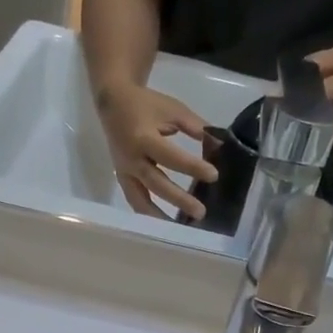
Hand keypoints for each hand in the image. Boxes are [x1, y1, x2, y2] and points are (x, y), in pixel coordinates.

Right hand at [95, 80, 216, 218]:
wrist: (112, 103)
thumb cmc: (147, 105)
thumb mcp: (173, 110)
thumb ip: (196, 128)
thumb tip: (219, 145)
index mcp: (144, 138)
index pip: (171, 157)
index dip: (192, 167)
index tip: (214, 175)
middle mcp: (132, 159)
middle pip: (157, 184)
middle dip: (179, 199)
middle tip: (200, 212)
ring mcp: (125, 171)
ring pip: (140, 200)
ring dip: (159, 216)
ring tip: (179, 229)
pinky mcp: (121, 178)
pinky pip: (134, 199)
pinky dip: (147, 213)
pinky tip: (162, 225)